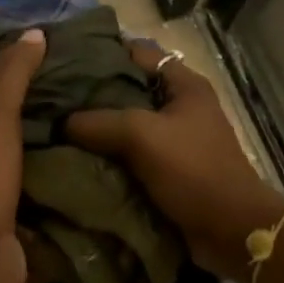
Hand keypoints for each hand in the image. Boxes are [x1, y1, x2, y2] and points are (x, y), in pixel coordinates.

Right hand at [65, 41, 283, 282]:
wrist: (230, 231)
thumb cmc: (194, 171)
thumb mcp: (143, 136)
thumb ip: (99, 121)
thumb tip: (62, 122)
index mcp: (184, 84)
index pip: (137, 52)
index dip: (102, 51)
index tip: (64, 59)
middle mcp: (179, 106)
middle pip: (128, 88)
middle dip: (93, 94)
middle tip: (52, 96)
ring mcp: (174, 139)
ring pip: (126, 124)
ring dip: (97, 128)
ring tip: (55, 126)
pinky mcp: (167, 168)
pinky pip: (129, 154)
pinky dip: (107, 155)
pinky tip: (74, 157)